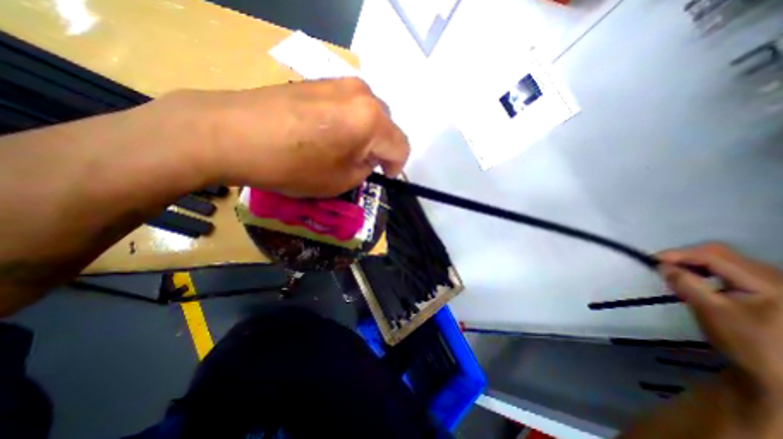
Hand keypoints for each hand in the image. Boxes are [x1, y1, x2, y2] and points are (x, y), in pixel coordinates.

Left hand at [153, 77, 410, 197]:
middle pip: (388, 127)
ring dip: (366, 135)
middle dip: (380, 149)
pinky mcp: (322, 81)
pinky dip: (350, 122)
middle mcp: (364, 94)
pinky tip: (328, 133)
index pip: (401, 147)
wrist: (232, 133)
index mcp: (373, 121)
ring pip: (370, 114)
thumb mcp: (341, 180)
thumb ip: (366, 168)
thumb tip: (369, 158)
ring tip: (344, 149)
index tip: (383, 177)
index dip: (396, 167)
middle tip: (361, 164)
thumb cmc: (293, 165)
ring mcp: (341, 82)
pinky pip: (350, 105)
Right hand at [657, 244, 782, 397]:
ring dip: (695, 264)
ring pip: (725, 261)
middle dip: (686, 257)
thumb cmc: (746, 342)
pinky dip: (707, 271)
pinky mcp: (769, 290)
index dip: (679, 254)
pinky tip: (696, 280)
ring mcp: (774, 283)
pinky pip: (731, 271)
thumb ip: (685, 283)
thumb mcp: (710, 311)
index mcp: (767, 282)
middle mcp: (775, 277)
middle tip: (661, 266)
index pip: (713, 255)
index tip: (651, 260)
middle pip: (721, 254)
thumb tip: (662, 265)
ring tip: (675, 273)